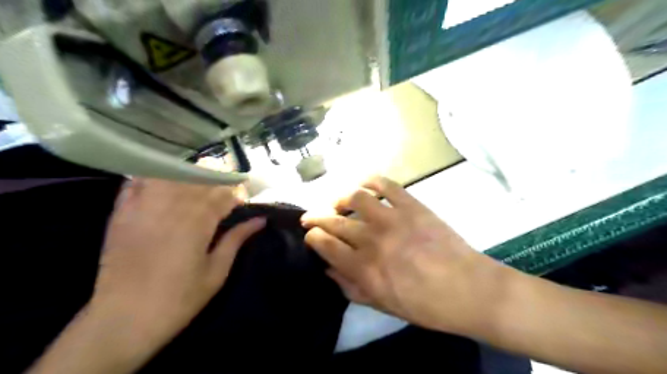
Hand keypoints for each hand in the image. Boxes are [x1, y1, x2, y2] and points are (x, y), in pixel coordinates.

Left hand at [91, 179, 266, 346]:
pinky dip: (152, 174)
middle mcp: (172, 208)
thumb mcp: (216, 272)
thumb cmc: (179, 298)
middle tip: (225, 185)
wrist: (123, 319)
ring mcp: (144, 208)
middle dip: (217, 180)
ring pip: (170, 175)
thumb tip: (260, 220)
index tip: (243, 198)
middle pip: (199, 180)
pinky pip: (137, 182)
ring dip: (188, 173)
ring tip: (199, 178)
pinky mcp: (121, 213)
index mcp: (198, 223)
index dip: (237, 193)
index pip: (223, 195)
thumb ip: (237, 240)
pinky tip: (163, 175)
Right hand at [303, 176, 514, 333]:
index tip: (310, 234)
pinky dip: (372, 180)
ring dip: (340, 198)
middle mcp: (372, 240)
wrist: (468, 289)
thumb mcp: (383, 305)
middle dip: (316, 217)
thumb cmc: (425, 305)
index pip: (325, 245)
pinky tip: (364, 184)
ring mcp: (392, 219)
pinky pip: (386, 185)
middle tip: (311, 216)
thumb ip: (351, 287)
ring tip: (338, 202)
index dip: (313, 237)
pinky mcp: (412, 205)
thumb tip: (329, 269)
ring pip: (355, 198)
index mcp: (363, 268)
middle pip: (334, 221)